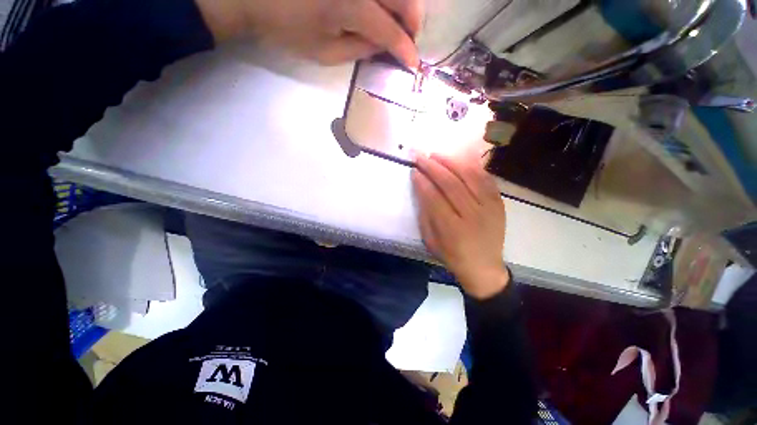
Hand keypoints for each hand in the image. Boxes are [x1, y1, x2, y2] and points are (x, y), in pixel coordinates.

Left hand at [195, 0, 420, 66]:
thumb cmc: (286, 27)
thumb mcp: (324, 52)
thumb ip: (359, 51)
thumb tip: (384, 48)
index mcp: (350, 6)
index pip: (391, 32)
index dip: (405, 50)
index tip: (413, 64)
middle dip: (412, 22)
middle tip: (408, 39)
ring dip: (403, 5)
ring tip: (397, 22)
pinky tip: (382, 8)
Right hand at [412, 153, 508, 299]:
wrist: (484, 267)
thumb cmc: (452, 256)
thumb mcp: (431, 241)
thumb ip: (425, 214)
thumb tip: (421, 188)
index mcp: (452, 229)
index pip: (434, 198)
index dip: (422, 182)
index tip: (414, 170)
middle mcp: (472, 215)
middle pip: (451, 184)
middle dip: (433, 167)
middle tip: (420, 156)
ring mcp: (489, 208)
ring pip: (469, 177)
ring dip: (451, 162)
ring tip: (436, 154)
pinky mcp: (499, 204)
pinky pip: (486, 179)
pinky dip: (472, 167)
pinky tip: (459, 160)